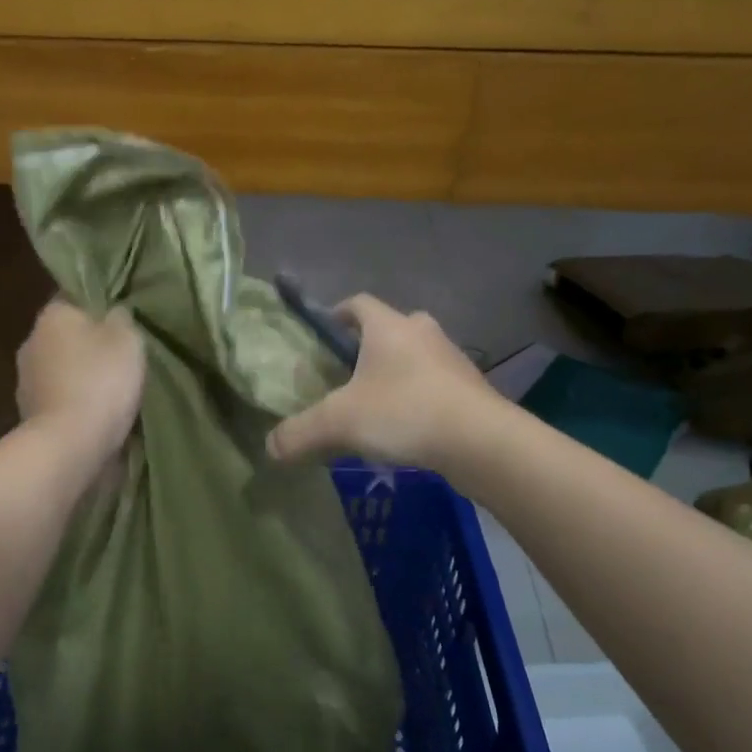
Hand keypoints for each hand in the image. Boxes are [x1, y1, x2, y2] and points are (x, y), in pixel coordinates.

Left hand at [17, 298, 145, 462]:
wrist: (69, 444)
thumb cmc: (100, 381)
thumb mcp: (127, 339)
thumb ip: (120, 319)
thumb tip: (113, 313)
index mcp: (51, 315)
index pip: (73, 298)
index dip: (97, 307)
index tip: (119, 321)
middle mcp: (30, 342)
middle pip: (65, 336)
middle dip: (88, 345)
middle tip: (120, 358)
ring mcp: (26, 382)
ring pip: (60, 369)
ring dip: (80, 377)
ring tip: (111, 391)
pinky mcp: (29, 415)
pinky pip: (59, 400)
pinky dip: (74, 404)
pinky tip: (96, 415)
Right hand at [266, 294, 497, 471]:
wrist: (481, 441)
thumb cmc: (404, 412)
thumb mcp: (339, 423)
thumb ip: (299, 433)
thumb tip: (270, 448)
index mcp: (388, 327)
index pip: (358, 303)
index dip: (337, 313)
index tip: (323, 334)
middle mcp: (422, 332)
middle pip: (389, 328)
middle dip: (368, 346)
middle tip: (348, 373)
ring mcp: (452, 358)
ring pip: (416, 356)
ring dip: (397, 372)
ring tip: (377, 405)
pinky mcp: (471, 387)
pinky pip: (435, 383)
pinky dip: (419, 396)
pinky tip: (408, 427)